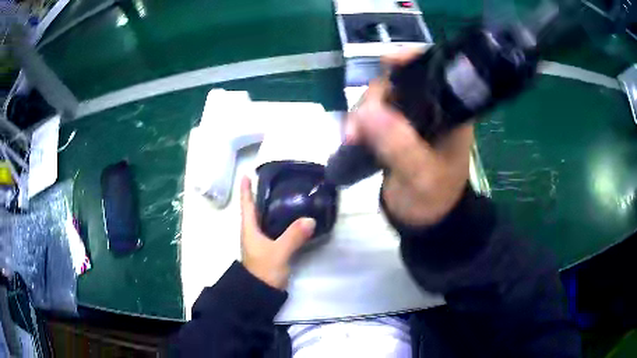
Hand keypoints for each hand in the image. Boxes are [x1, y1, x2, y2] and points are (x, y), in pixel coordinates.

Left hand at [239, 176, 315, 288]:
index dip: (246, 190)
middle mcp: (253, 233)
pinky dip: (280, 220)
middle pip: (254, 210)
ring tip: (284, 195)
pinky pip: (274, 229)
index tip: (246, 174)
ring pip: (264, 219)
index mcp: (249, 229)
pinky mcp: (270, 249)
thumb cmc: (264, 270)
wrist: (261, 293)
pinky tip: (292, 218)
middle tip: (273, 181)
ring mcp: (261, 242)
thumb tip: (310, 218)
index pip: (246, 205)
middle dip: (260, 195)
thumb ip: (293, 236)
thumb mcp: (279, 252)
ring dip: (270, 207)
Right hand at [346, 49, 474, 226]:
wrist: (422, 218)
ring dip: (362, 112)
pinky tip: (353, 137)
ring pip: (382, 97)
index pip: (436, 73)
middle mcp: (433, 108)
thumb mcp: (421, 176)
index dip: (412, 60)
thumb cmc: (433, 198)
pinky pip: (373, 113)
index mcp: (452, 113)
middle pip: (400, 81)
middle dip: (375, 97)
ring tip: (352, 138)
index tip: (387, 61)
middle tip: (359, 126)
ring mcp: (411, 117)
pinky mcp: (395, 127)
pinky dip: (360, 122)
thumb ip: (399, 145)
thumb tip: (367, 111)